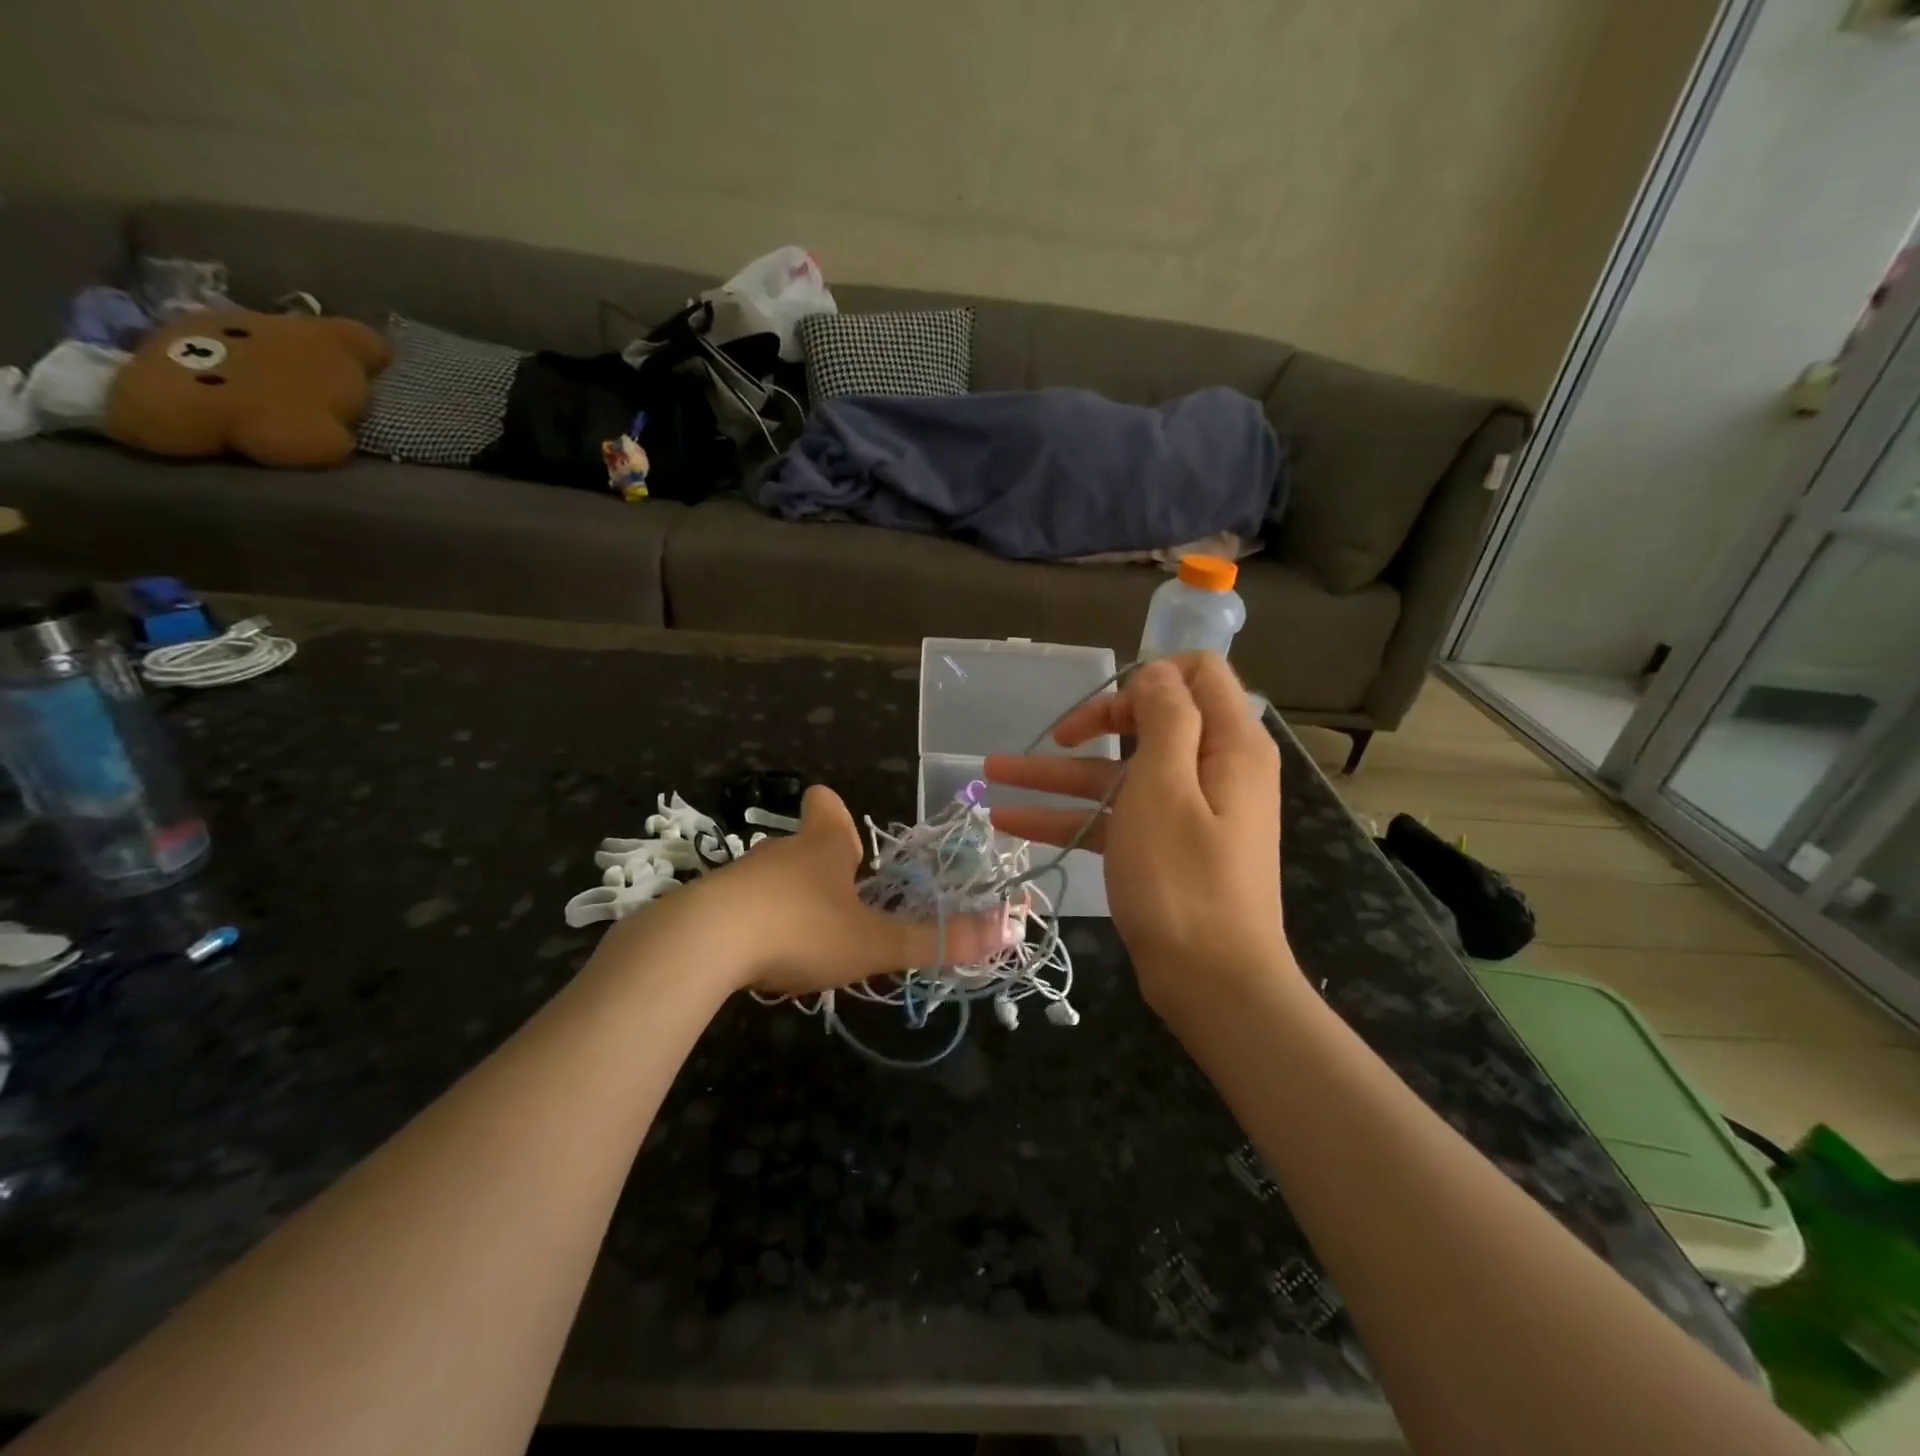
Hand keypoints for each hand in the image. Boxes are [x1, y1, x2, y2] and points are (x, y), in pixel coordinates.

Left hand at [628, 784, 1015, 998]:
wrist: (702, 945)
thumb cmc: (801, 928)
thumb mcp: (874, 942)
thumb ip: (937, 940)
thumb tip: (1010, 931)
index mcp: (823, 846)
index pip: (827, 806)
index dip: (834, 811)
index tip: (842, 831)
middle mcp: (781, 852)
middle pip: (802, 845)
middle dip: (821, 867)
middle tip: (843, 901)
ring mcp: (739, 877)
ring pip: (771, 879)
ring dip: (790, 901)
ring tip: (807, 940)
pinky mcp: (708, 906)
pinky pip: (741, 909)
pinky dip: (755, 926)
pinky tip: (760, 959)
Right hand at [984, 653, 1293, 1019]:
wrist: (1214, 984)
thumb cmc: (1184, 878)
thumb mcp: (1165, 786)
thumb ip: (1165, 717)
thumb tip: (1157, 672)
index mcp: (1229, 742)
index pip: (1198, 673)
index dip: (1149, 675)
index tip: (1107, 703)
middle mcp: (1213, 768)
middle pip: (1151, 721)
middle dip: (1097, 721)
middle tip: (1056, 737)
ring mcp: (1187, 811)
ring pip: (1119, 774)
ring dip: (1060, 774)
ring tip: (993, 772)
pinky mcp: (1164, 847)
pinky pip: (1115, 817)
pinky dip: (1069, 816)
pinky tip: (1010, 821)